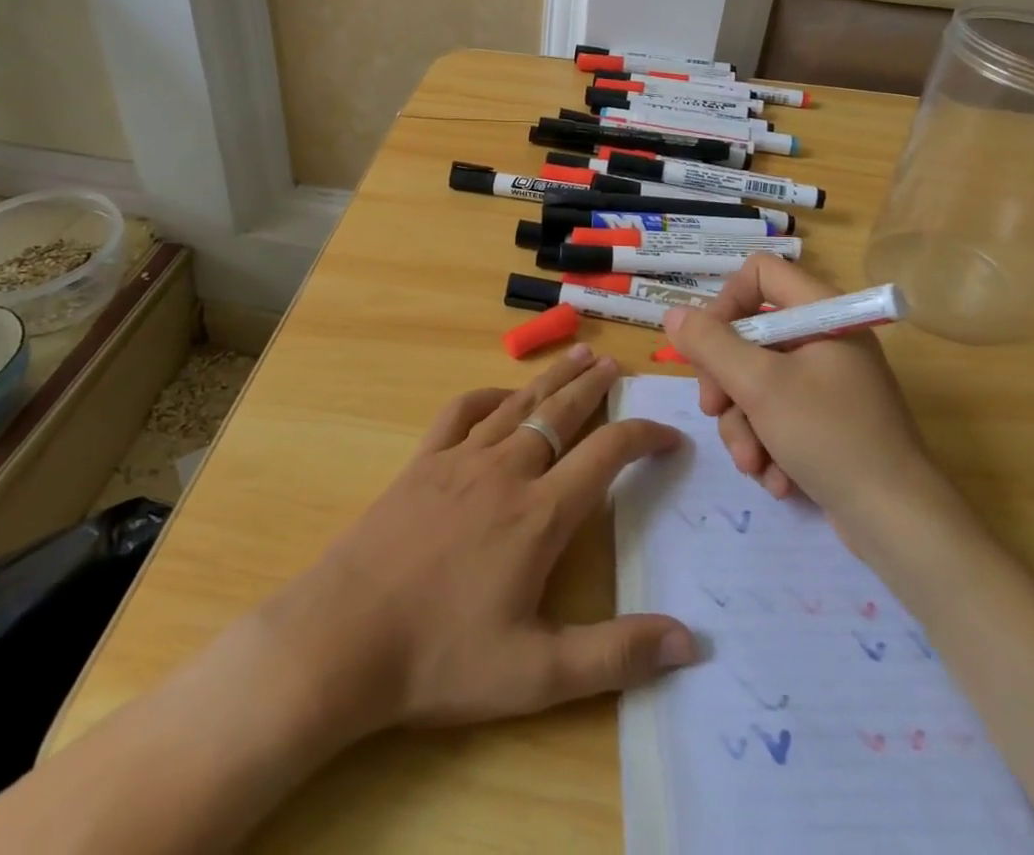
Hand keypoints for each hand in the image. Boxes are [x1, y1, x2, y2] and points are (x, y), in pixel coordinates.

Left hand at [260, 344, 696, 736]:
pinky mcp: (422, 463)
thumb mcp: (537, 675)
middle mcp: (506, 471)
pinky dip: (488, 395)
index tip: (669, 435)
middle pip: (561, 413)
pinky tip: (501, 395)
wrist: (342, 638)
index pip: (607, 455)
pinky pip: (461, 412)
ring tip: (577, 357)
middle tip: (617, 365)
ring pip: (518, 404)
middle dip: (594, 388)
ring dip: (552, 379)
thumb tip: (690, 643)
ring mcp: (460, 460)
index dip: (644, 437)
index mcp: (541, 514)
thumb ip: (616, 655)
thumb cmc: (441, 659)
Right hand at [662, 255, 939, 525]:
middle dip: (727, 381)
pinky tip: (776, 479)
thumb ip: (711, 345)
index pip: (760, 273)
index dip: (726, 302)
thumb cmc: (830, 436)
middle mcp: (826, 340)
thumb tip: (674, 315)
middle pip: (751, 335)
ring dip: (744, 426)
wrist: (899, 524)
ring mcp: (828, 384)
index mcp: (823, 314)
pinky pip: (778, 417)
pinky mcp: (828, 423)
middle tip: (714, 411)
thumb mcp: (760, 386)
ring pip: (758, 383)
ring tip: (753, 464)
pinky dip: (769, 446)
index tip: (707, 346)